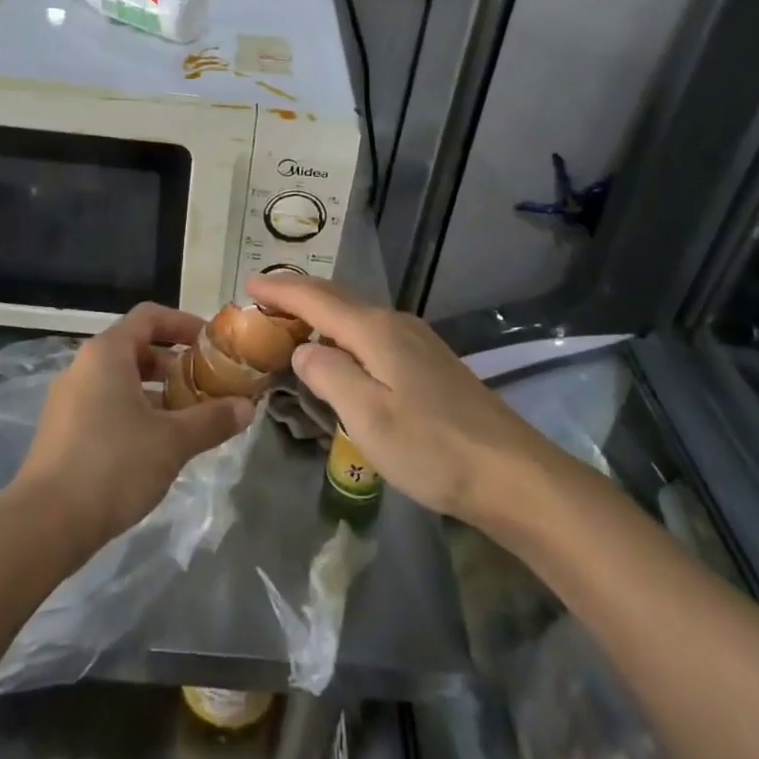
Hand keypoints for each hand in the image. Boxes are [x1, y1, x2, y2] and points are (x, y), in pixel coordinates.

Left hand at [14, 303, 253, 549]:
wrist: (44, 525)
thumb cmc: (113, 465)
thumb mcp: (173, 441)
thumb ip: (212, 420)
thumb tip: (247, 407)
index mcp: (107, 353)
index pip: (149, 317)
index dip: (184, 324)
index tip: (212, 345)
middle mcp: (83, 367)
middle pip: (136, 348)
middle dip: (174, 364)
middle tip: (206, 385)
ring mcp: (68, 401)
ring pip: (121, 382)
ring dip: (157, 393)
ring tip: (189, 419)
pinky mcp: (62, 432)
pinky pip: (106, 407)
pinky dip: (135, 414)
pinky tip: (157, 447)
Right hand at [247, 275, 543, 525]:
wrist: (511, 473)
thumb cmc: (432, 447)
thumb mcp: (367, 416)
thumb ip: (328, 375)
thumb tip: (303, 349)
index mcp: (375, 331)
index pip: (316, 299)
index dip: (280, 290)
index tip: (247, 284)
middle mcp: (396, 324)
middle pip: (338, 298)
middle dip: (298, 295)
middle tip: (263, 300)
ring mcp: (417, 342)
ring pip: (356, 314)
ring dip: (321, 312)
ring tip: (292, 321)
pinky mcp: (429, 363)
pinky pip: (372, 333)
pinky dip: (344, 331)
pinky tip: (341, 351)